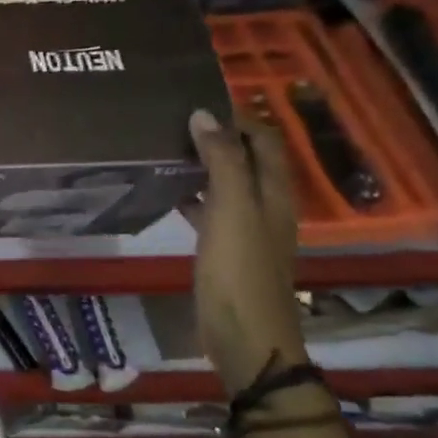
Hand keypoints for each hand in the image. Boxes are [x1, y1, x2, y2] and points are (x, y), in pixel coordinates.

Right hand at [185, 108, 304, 392]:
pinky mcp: (226, 250)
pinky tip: (165, 193)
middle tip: (172, 121)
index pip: (263, 138)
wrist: (245, 337)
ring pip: (226, 183)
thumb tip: (203, 114)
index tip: (195, 101)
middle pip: (246, 158)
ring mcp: (246, 229)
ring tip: (163, 149)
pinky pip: (210, 210)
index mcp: (274, 191)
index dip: (237, 117)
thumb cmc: (239, 269)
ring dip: (202, 164)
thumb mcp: (231, 209)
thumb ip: (221, 160)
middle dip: (217, 136)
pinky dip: (192, 195)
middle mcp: (265, 205)